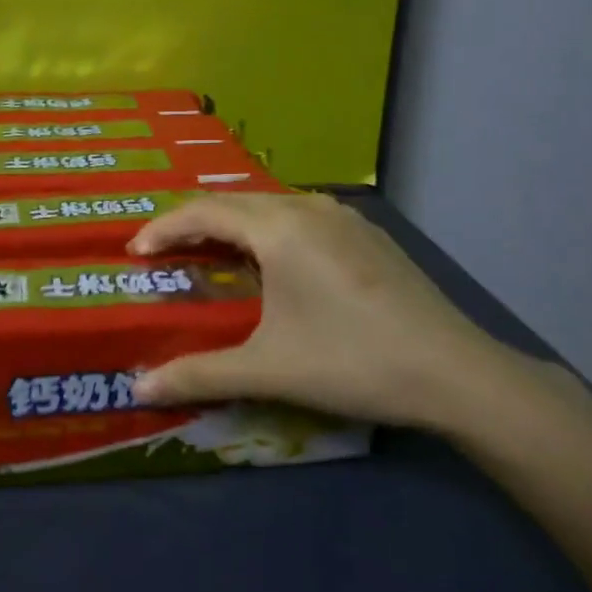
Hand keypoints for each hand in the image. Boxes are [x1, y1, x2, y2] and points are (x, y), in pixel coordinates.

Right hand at [128, 193, 511, 428]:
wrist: (455, 372)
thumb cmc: (352, 362)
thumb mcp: (268, 369)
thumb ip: (199, 374)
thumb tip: (138, 388)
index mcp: (278, 227)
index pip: (204, 212)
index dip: (164, 228)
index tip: (135, 253)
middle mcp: (308, 207)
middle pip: (234, 202)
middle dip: (194, 223)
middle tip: (166, 254)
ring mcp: (343, 216)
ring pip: (270, 205)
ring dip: (234, 225)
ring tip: (213, 255)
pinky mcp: (367, 233)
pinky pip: (300, 216)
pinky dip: (269, 230)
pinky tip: (275, 263)